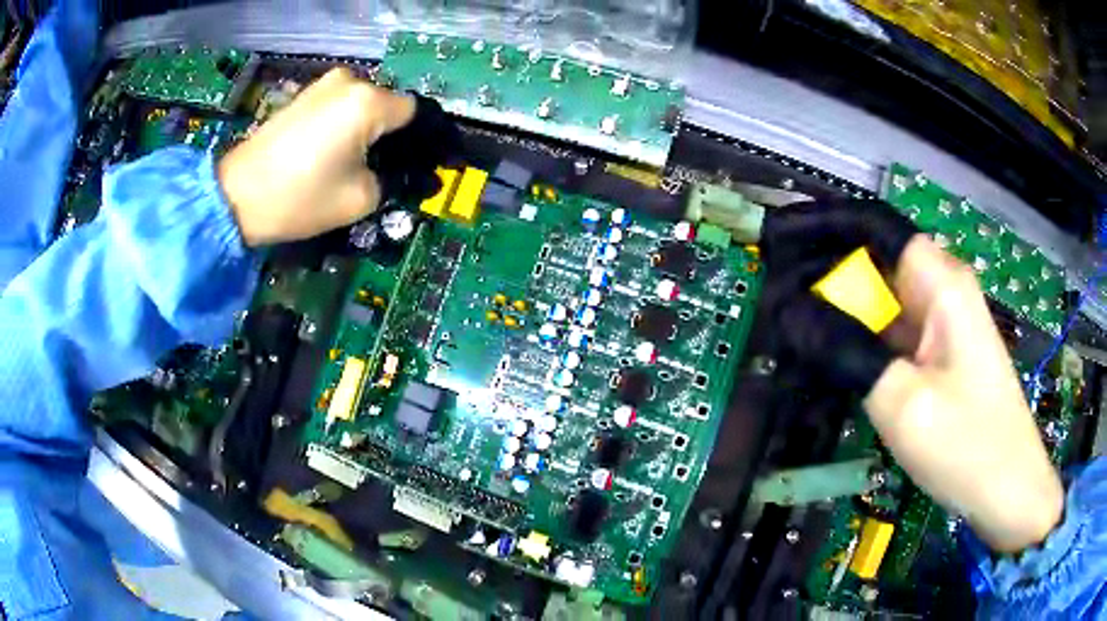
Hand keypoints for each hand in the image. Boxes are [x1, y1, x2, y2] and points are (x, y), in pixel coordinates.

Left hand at [218, 68, 415, 246]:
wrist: (236, 196)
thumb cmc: (299, 198)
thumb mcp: (360, 200)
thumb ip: (391, 181)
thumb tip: (398, 172)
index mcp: (368, 102)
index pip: (415, 113)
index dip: (419, 141)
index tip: (418, 166)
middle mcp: (350, 82)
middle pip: (388, 107)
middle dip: (391, 136)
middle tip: (384, 170)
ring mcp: (323, 85)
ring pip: (362, 106)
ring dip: (366, 130)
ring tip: (354, 164)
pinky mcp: (304, 95)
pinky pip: (339, 107)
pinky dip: (345, 126)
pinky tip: (333, 153)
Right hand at [762, 200, 1062, 553]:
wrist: (1007, 489)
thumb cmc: (967, 445)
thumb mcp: (902, 401)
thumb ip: (846, 349)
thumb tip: (790, 312)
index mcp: (940, 282)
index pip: (873, 225)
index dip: (822, 224)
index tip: (776, 240)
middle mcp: (940, 289)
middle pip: (874, 260)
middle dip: (822, 272)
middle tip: (772, 300)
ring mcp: (940, 323)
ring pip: (879, 299)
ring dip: (837, 310)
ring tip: (788, 328)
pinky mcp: (936, 354)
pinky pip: (889, 333)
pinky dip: (856, 339)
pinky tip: (826, 355)